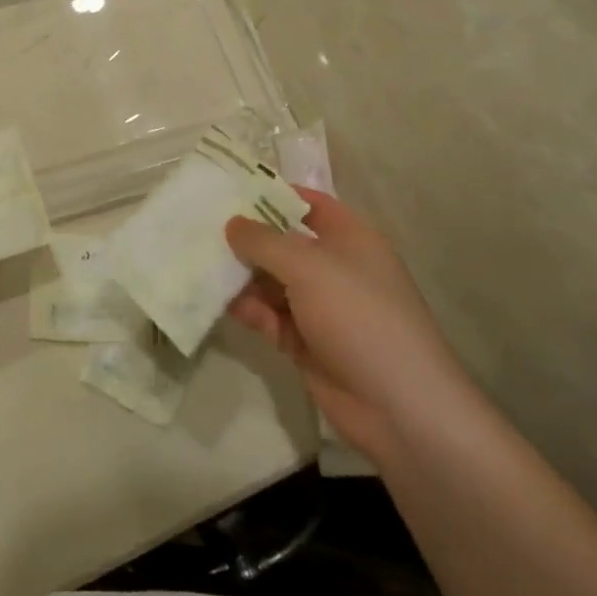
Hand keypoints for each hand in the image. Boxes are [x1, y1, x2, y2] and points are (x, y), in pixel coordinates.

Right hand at [226, 190, 475, 465]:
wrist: (399, 407)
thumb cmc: (359, 316)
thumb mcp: (308, 267)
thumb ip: (264, 241)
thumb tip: (232, 223)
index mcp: (350, 239)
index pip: (308, 203)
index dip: (273, 193)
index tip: (228, 188)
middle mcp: (335, 268)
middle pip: (283, 242)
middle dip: (246, 236)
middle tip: (199, 225)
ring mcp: (320, 307)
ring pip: (271, 280)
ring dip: (240, 274)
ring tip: (198, 261)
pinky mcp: (305, 342)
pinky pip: (268, 315)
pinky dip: (246, 308)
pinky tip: (216, 300)